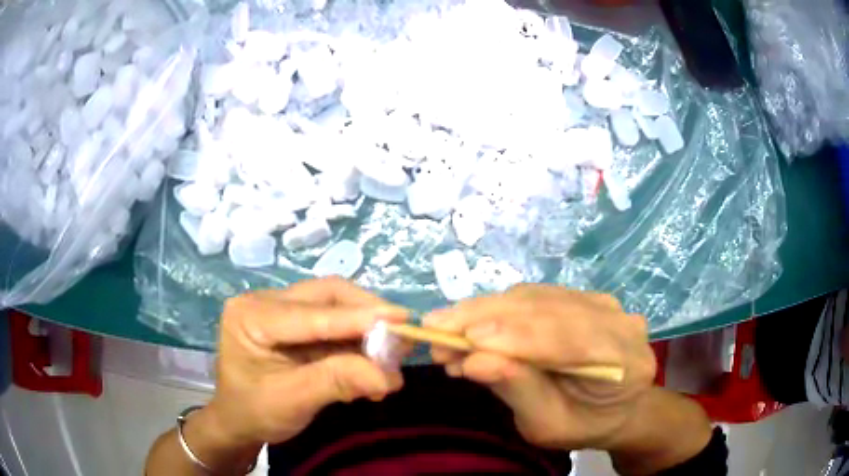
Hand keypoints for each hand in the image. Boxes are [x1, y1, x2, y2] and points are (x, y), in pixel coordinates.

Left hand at [205, 277, 407, 448]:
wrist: (239, 420)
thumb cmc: (255, 411)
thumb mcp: (292, 401)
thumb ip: (336, 382)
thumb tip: (389, 376)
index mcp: (251, 315)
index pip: (311, 314)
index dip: (358, 318)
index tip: (402, 320)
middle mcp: (264, 301)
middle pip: (326, 295)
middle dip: (367, 314)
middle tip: (402, 334)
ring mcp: (279, 308)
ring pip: (333, 304)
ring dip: (365, 326)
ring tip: (391, 352)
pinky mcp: (293, 321)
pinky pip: (333, 321)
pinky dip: (356, 338)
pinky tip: (371, 359)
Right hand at [424, 284, 656, 450]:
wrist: (611, 407)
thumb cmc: (582, 425)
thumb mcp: (548, 426)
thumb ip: (519, 391)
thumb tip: (474, 361)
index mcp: (626, 361)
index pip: (573, 338)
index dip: (521, 336)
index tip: (468, 340)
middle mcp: (619, 321)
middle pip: (550, 309)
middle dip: (488, 318)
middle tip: (435, 331)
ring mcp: (601, 303)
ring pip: (536, 297)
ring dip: (484, 311)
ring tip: (443, 331)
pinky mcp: (579, 297)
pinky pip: (533, 297)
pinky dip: (495, 310)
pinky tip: (467, 327)